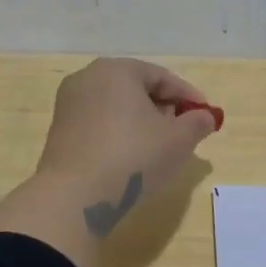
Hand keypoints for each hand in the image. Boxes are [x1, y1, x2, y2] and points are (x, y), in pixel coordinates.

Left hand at [0, 59, 221, 266]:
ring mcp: (68, 105)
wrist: (75, 196)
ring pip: (116, 107)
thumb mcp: (178, 140)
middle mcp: (87, 78)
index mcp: (116, 70)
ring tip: (159, 147)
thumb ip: (197, 123)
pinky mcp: (59, 131)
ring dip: (140, 122)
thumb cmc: (133, 157)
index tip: (206, 116)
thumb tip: (204, 117)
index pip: (161, 76)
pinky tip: (130, 158)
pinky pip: (98, 124)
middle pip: (136, 88)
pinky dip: (118, 134)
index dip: (188, 96)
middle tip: (183, 131)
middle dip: (163, 108)